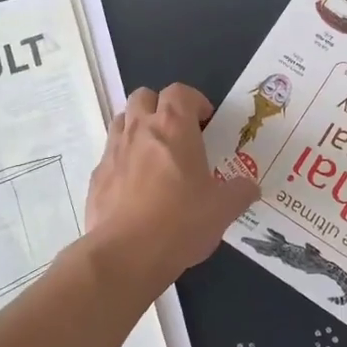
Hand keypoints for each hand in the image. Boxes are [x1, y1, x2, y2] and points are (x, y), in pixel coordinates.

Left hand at [85, 84, 259, 289]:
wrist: (126, 254)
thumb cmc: (181, 221)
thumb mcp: (223, 209)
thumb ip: (240, 192)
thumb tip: (250, 187)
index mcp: (174, 127)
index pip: (180, 91)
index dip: (194, 101)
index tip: (205, 122)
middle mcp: (140, 129)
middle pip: (144, 95)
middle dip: (161, 106)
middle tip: (178, 133)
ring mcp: (113, 150)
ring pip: (123, 120)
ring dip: (138, 127)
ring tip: (155, 154)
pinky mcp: (97, 176)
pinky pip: (110, 154)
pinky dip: (123, 159)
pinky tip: (135, 186)